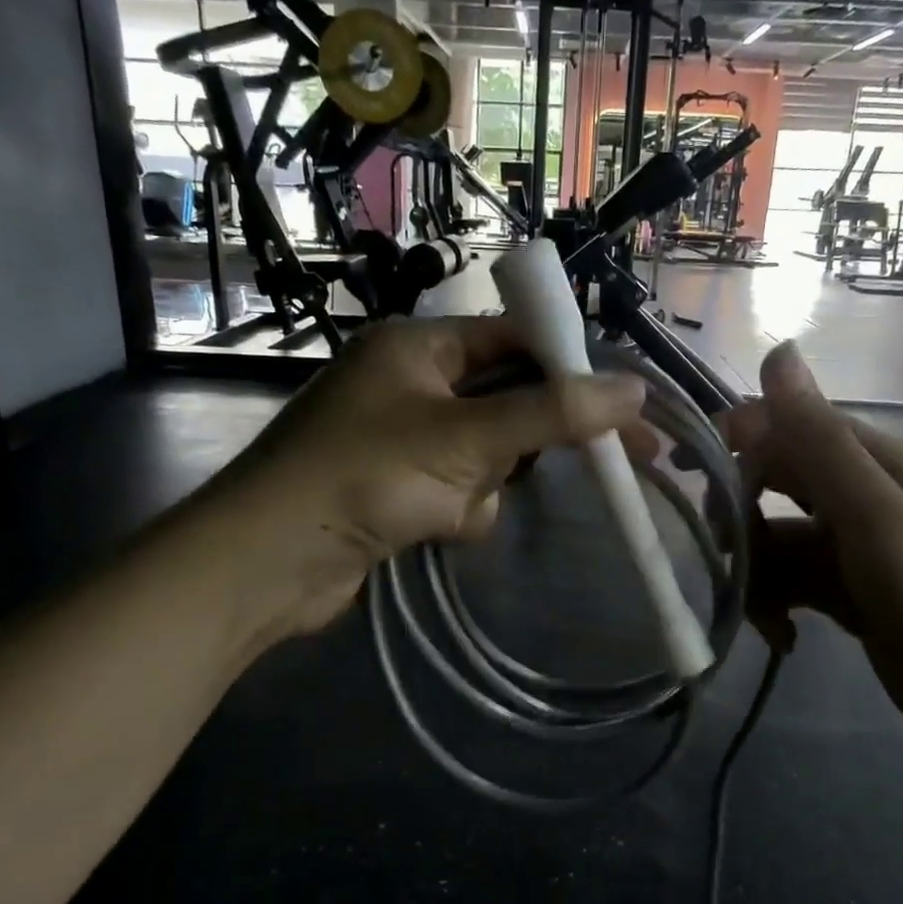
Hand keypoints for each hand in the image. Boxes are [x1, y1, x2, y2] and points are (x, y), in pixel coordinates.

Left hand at [214, 316, 648, 639]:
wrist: (270, 563)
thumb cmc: (364, 476)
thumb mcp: (466, 439)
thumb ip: (551, 413)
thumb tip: (632, 390)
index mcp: (419, 347)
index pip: (516, 340)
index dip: (575, 368)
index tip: (628, 404)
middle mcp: (411, 384)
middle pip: (507, 401)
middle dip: (530, 439)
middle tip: (614, 459)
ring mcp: (403, 440)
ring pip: (489, 456)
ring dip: (484, 485)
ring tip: (449, 505)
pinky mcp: (399, 490)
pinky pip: (460, 492)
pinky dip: (459, 512)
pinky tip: (432, 529)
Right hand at [724, 342, 902, 773]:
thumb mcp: (875, 518)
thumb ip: (819, 440)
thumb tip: (776, 351)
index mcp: (869, 461)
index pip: (783, 426)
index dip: (732, 441)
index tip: (686, 472)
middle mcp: (856, 493)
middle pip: (771, 483)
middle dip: (738, 518)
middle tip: (723, 557)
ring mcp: (850, 544)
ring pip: (774, 539)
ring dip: (756, 574)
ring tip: (765, 619)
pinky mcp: (844, 589)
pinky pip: (789, 580)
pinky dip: (776, 604)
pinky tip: (783, 638)